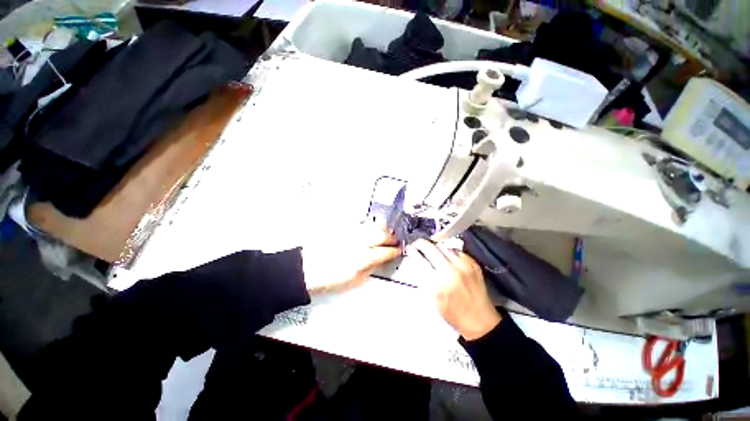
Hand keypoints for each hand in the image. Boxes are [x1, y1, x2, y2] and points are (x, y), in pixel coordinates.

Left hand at [302, 223, 400, 294]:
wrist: (307, 269)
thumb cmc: (331, 279)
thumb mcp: (354, 280)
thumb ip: (371, 268)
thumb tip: (382, 260)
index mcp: (362, 259)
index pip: (384, 252)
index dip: (394, 251)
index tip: (399, 250)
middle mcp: (358, 243)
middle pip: (381, 235)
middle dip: (391, 237)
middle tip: (396, 240)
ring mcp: (350, 234)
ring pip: (372, 227)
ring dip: (382, 230)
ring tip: (386, 233)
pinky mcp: (343, 229)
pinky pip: (361, 225)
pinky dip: (370, 227)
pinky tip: (372, 230)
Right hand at [409, 239, 500, 340]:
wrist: (479, 320)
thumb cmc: (452, 313)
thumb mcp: (431, 299)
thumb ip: (423, 279)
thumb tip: (417, 260)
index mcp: (437, 284)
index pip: (420, 260)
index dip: (412, 252)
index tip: (409, 248)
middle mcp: (450, 272)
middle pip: (431, 248)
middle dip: (421, 243)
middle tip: (417, 243)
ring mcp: (464, 266)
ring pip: (443, 247)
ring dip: (434, 246)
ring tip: (430, 248)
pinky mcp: (473, 264)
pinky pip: (456, 251)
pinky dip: (448, 252)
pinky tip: (445, 256)